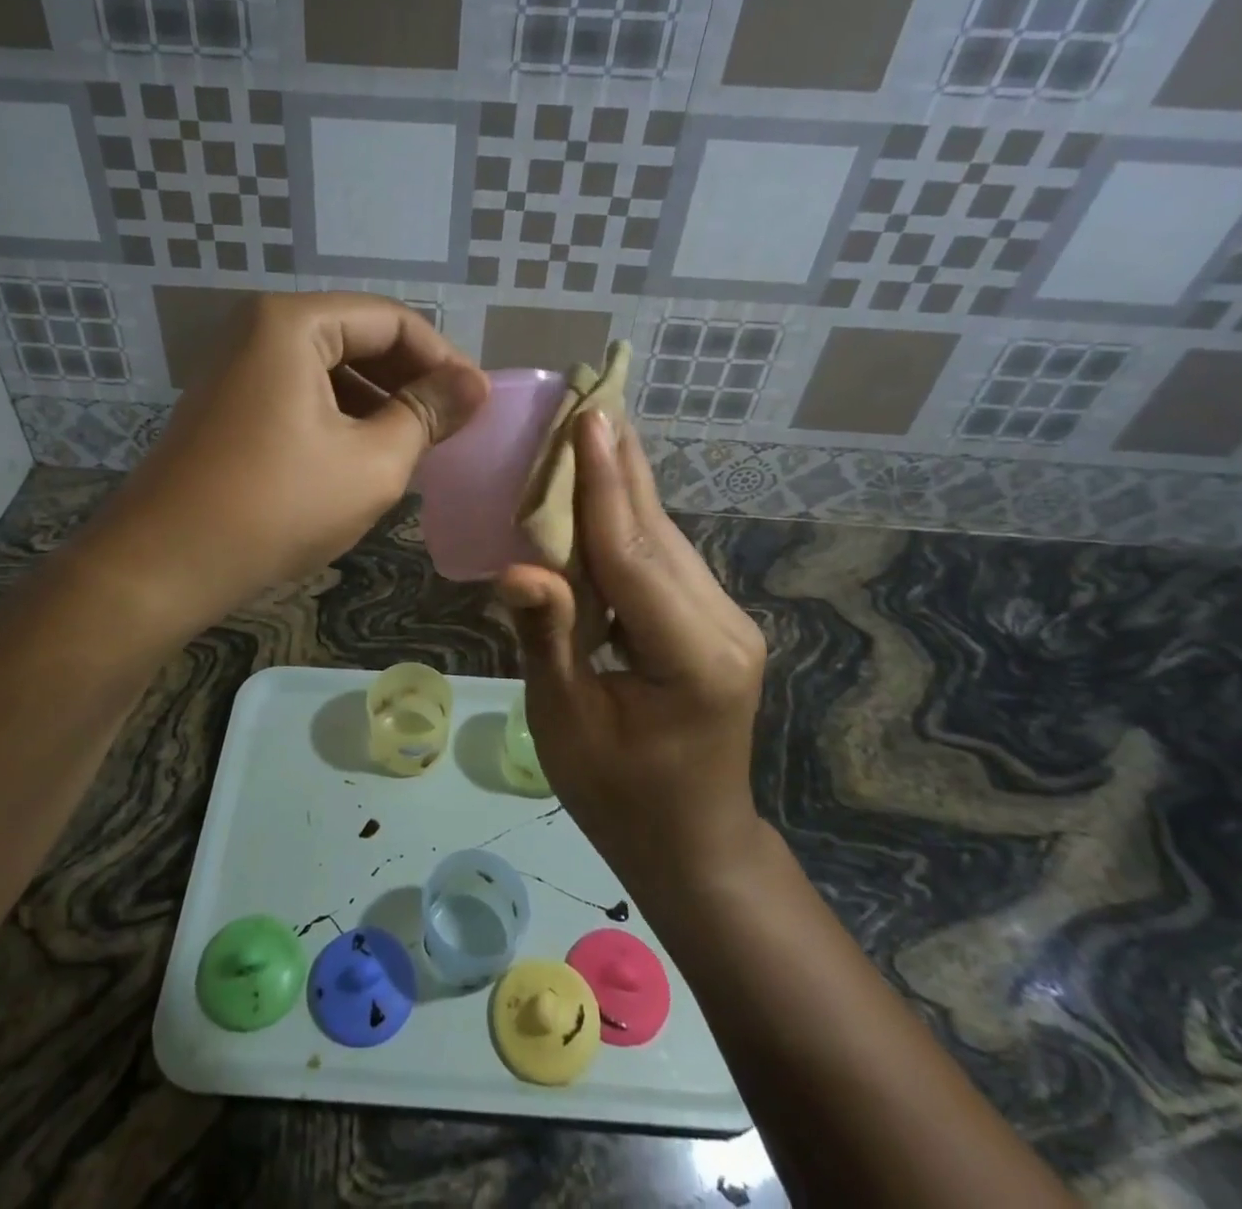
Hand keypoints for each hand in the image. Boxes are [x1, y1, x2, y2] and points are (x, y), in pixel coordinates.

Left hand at [104, 292, 487, 617]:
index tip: (476, 404)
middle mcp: (259, 330)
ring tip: (415, 446)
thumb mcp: (372, 462)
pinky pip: (300, 396)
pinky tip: (363, 458)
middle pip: (358, 338)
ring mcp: (236, 369)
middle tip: (450, 427)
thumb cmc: (277, 506)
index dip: (443, 359)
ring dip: (377, 403)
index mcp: (294, 324)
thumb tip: (474, 386)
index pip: (392, 320)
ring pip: (329, 371)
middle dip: (409, 381)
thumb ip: (427, 415)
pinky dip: (340, 419)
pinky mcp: (227, 407)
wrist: (162, 566)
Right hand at [496, 412, 767, 896]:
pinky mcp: (714, 623)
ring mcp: (726, 620)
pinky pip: (664, 560)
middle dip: (618, 464)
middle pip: (656, 531)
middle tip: (590, 396)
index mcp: (690, 654)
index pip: (633, 552)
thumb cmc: (619, 797)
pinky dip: (628, 522)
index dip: (603, 484)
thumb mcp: (567, 724)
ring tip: (591, 428)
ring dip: (623, 485)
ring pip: (664, 538)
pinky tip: (604, 491)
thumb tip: (515, 568)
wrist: (693, 845)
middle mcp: (722, 623)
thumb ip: (547, 637)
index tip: (590, 417)